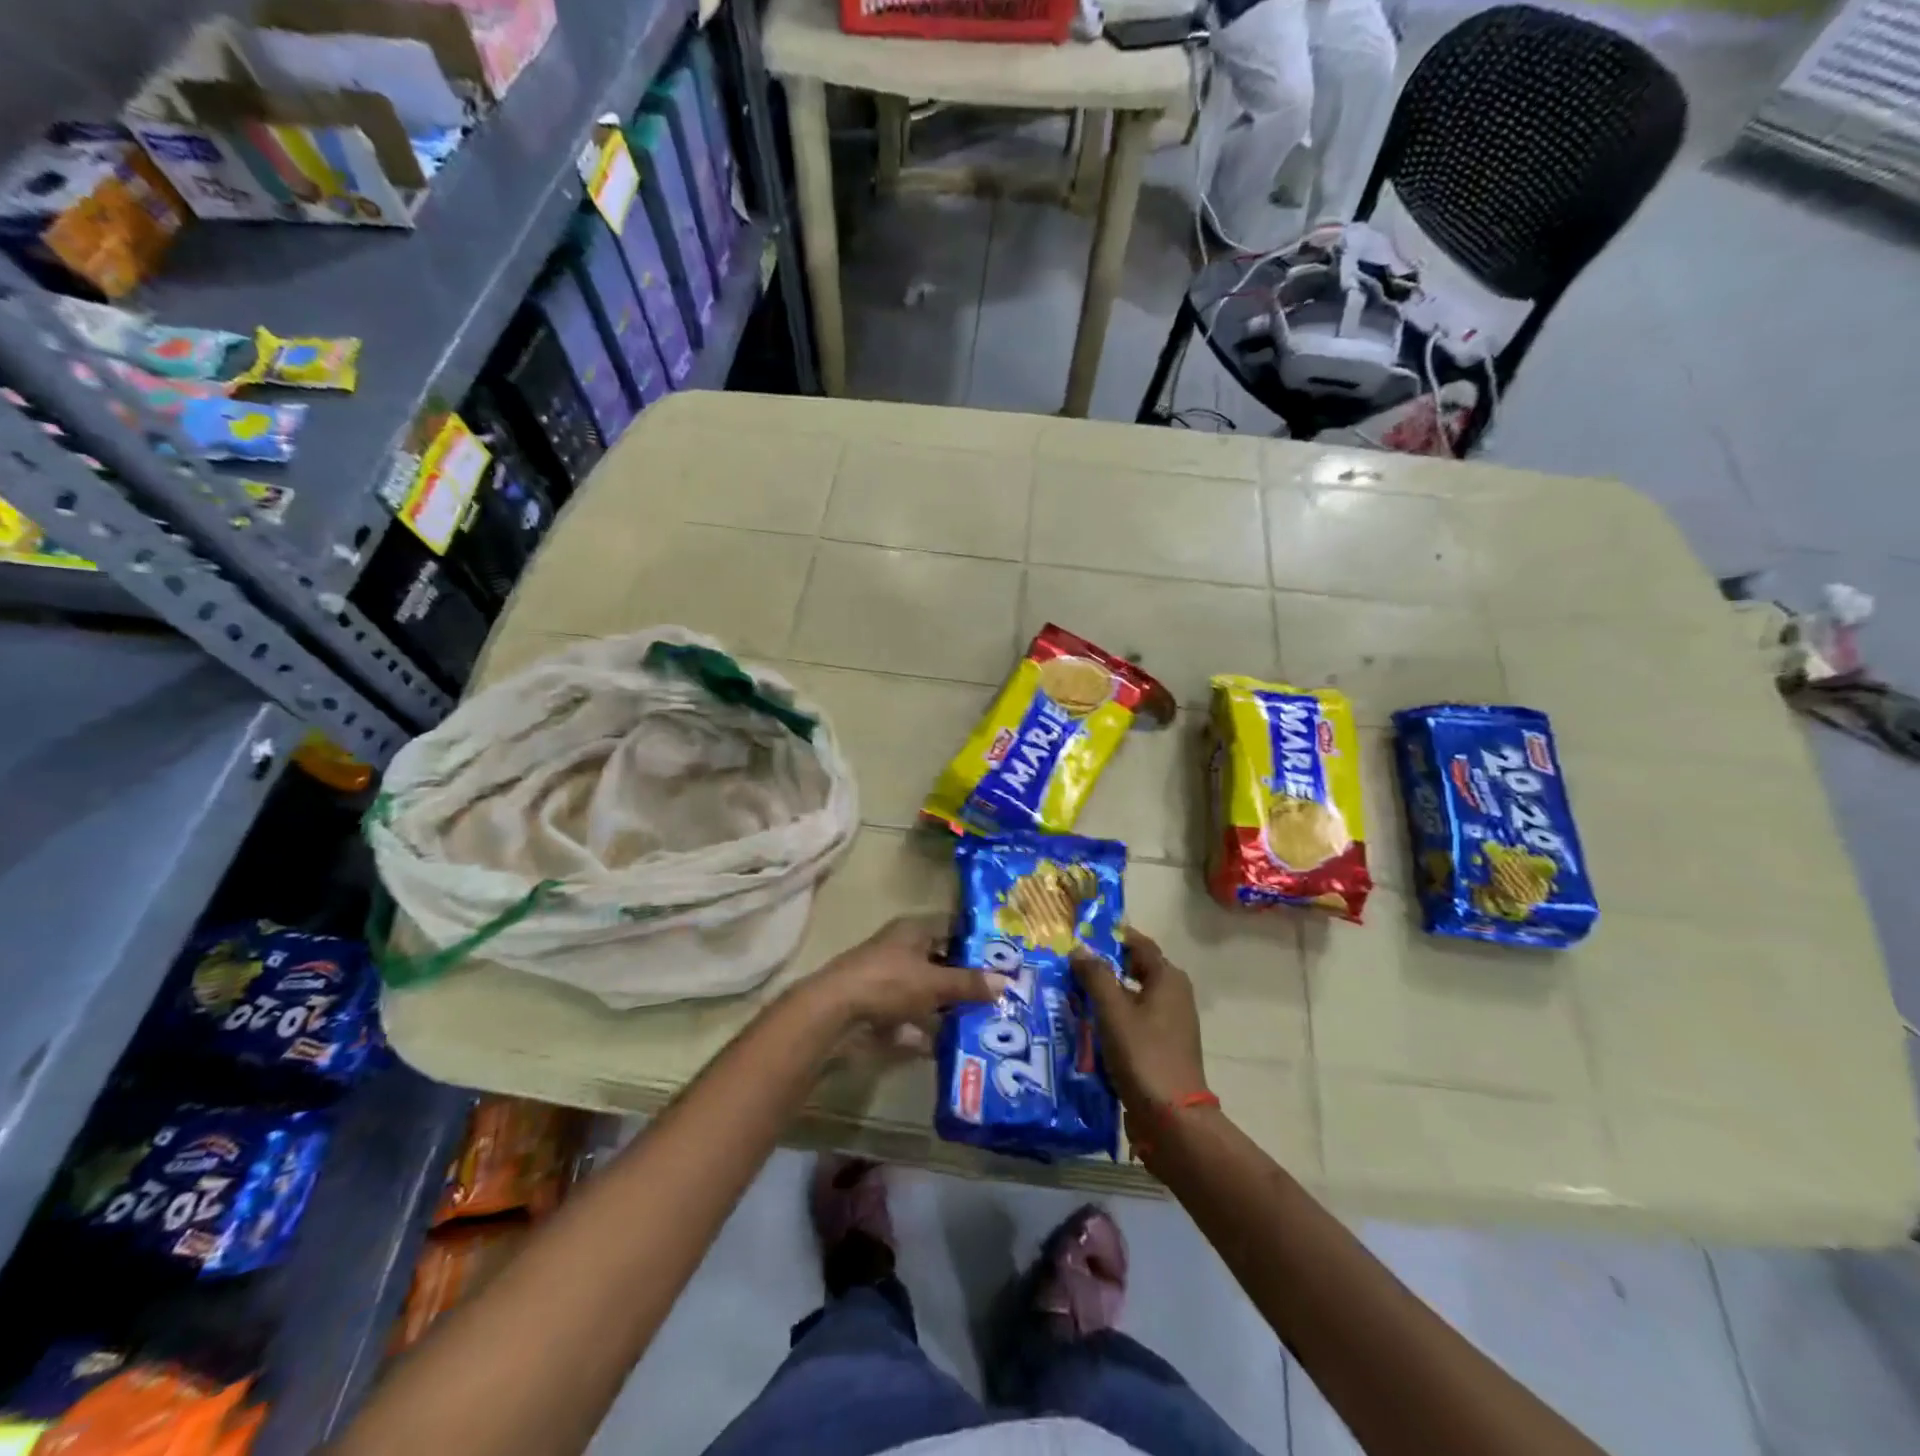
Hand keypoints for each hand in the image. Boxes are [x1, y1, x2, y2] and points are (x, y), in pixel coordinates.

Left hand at [807, 914, 1008, 1053]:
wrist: (834, 1013)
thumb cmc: (888, 983)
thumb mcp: (934, 983)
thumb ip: (969, 983)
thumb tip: (1007, 981)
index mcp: (913, 930)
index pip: (952, 926)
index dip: (977, 940)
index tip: (1003, 957)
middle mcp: (901, 949)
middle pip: (940, 960)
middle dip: (965, 978)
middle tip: (999, 994)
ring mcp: (887, 979)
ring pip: (926, 990)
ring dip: (947, 1006)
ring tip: (980, 1021)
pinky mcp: (878, 1007)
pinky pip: (910, 1016)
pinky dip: (925, 1029)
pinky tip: (946, 1045)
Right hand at [1070, 929, 1207, 1111]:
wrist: (1173, 1119)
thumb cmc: (1143, 1055)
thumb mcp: (1113, 1011)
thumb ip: (1096, 976)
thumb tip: (1080, 949)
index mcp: (1168, 978)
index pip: (1137, 943)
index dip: (1109, 936)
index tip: (1079, 936)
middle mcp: (1174, 994)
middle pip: (1134, 968)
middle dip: (1103, 966)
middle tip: (1069, 966)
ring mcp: (1170, 1022)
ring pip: (1132, 996)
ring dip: (1105, 994)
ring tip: (1072, 995)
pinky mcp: (1163, 1046)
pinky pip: (1134, 1019)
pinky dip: (1113, 1017)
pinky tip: (1089, 1026)